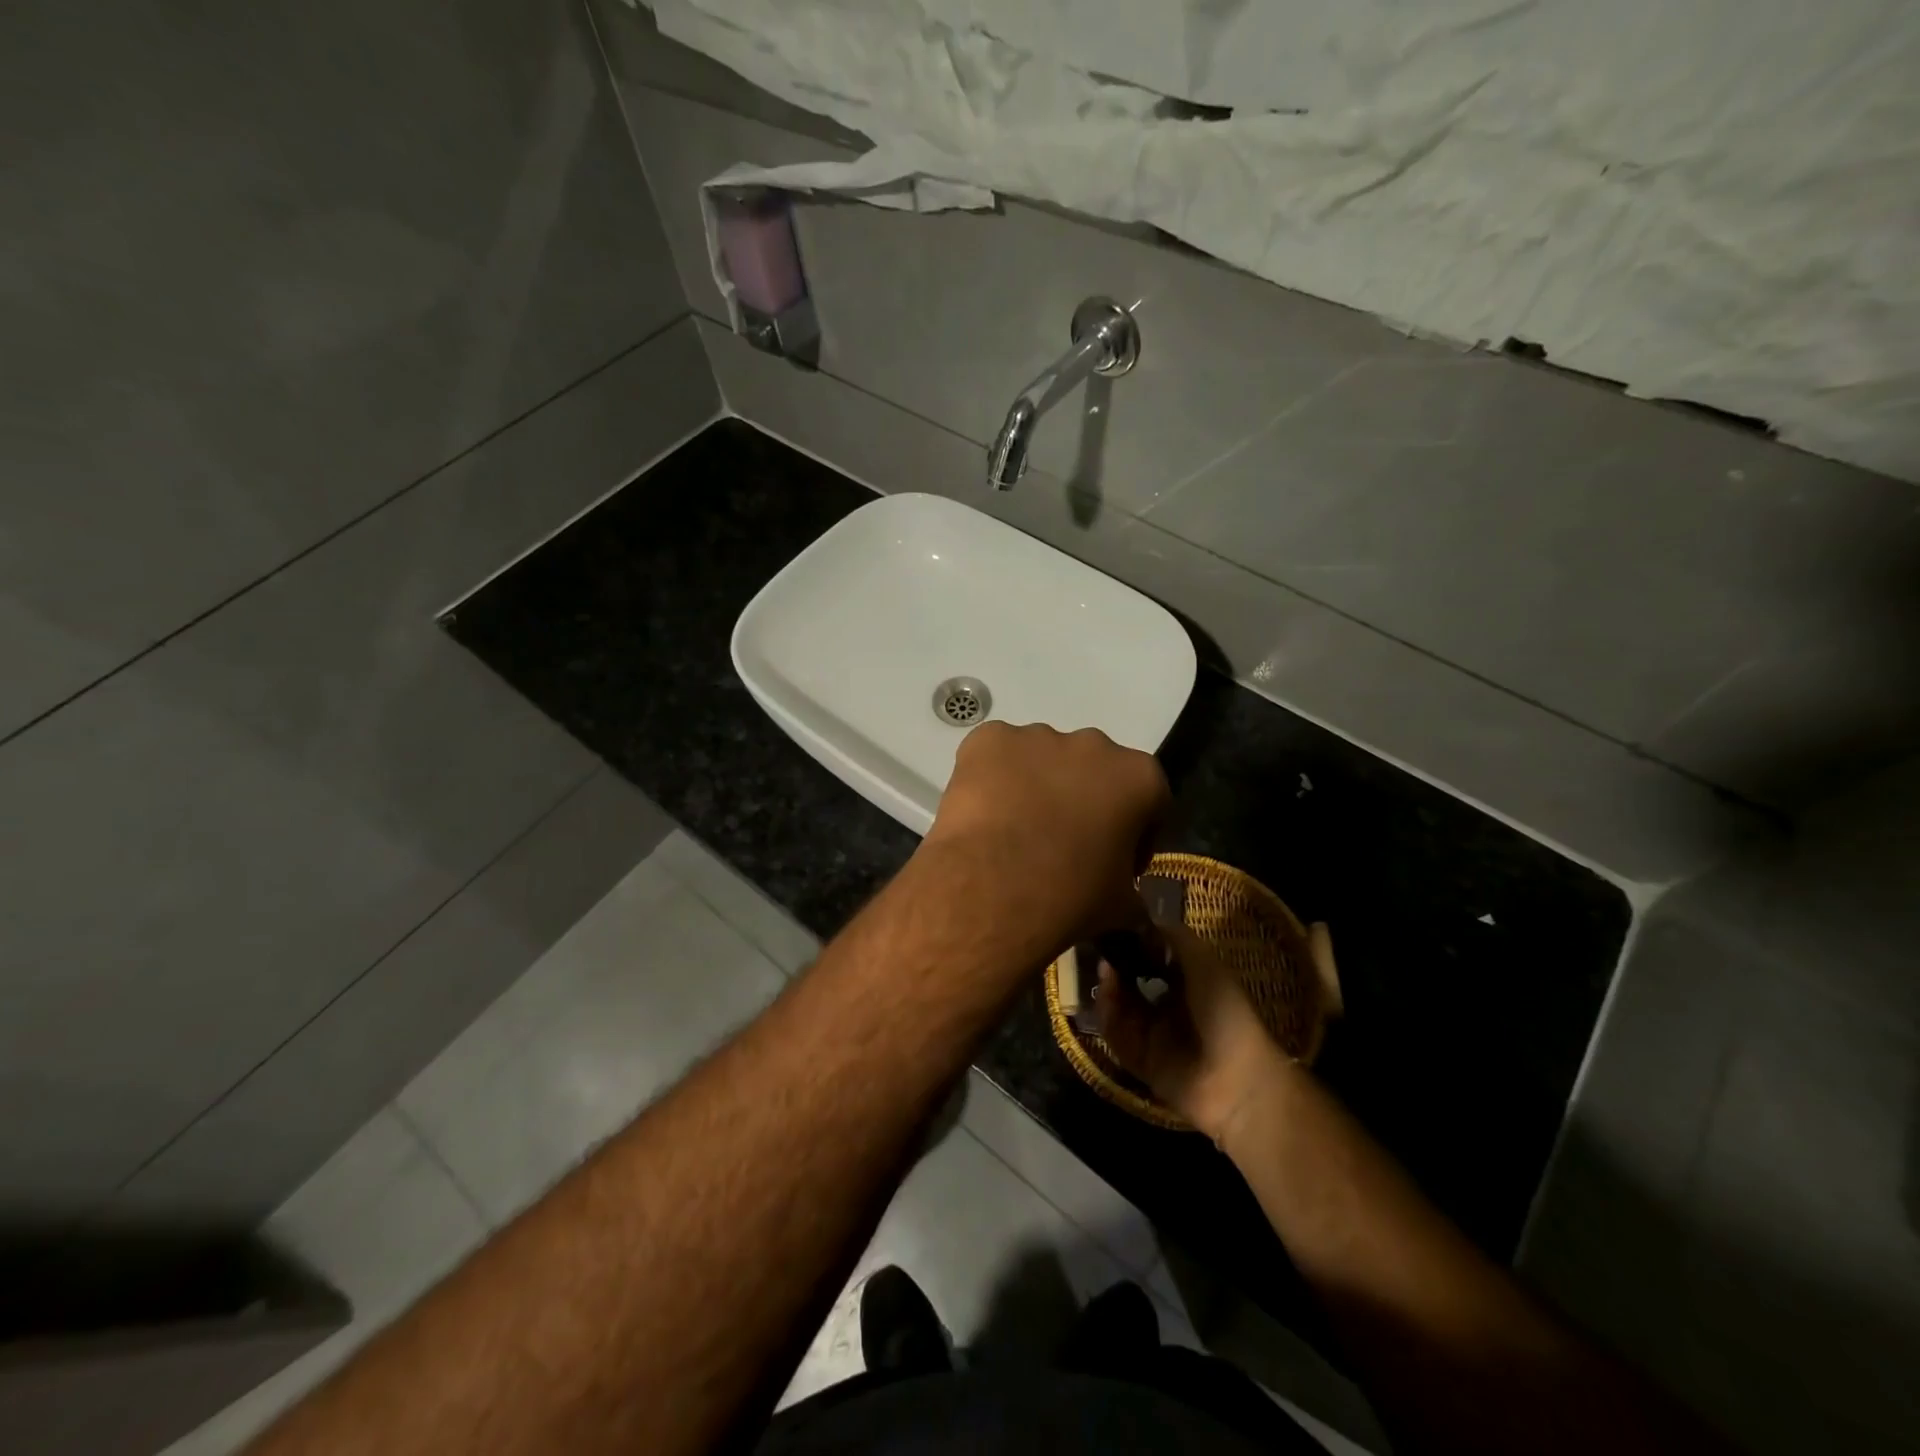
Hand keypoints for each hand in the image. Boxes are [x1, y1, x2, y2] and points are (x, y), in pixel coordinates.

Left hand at [920, 721, 1169, 963]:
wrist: (993, 892)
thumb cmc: (1069, 899)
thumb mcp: (1121, 910)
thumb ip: (1132, 893)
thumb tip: (1128, 901)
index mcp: (1139, 777)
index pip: (1148, 800)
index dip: (1133, 833)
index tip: (1113, 862)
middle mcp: (1093, 745)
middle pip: (1092, 770)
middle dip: (1081, 800)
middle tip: (1060, 844)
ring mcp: (1038, 736)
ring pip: (1041, 758)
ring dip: (1035, 786)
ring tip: (1014, 832)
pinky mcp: (989, 738)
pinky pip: (995, 755)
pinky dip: (990, 778)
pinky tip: (983, 815)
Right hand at [1094, 926, 1295, 1142]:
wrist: (1236, 1080)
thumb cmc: (1224, 1012)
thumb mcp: (1205, 963)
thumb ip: (1175, 937)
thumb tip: (1144, 919)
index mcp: (1188, 986)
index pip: (1153, 961)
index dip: (1136, 946)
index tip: (1119, 929)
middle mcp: (1168, 1009)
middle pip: (1131, 984)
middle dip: (1117, 967)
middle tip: (1104, 951)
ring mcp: (1153, 1037)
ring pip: (1119, 1008)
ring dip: (1109, 989)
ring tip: (1105, 972)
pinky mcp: (1139, 1062)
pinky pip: (1115, 1035)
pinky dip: (1107, 1015)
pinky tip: (1105, 996)